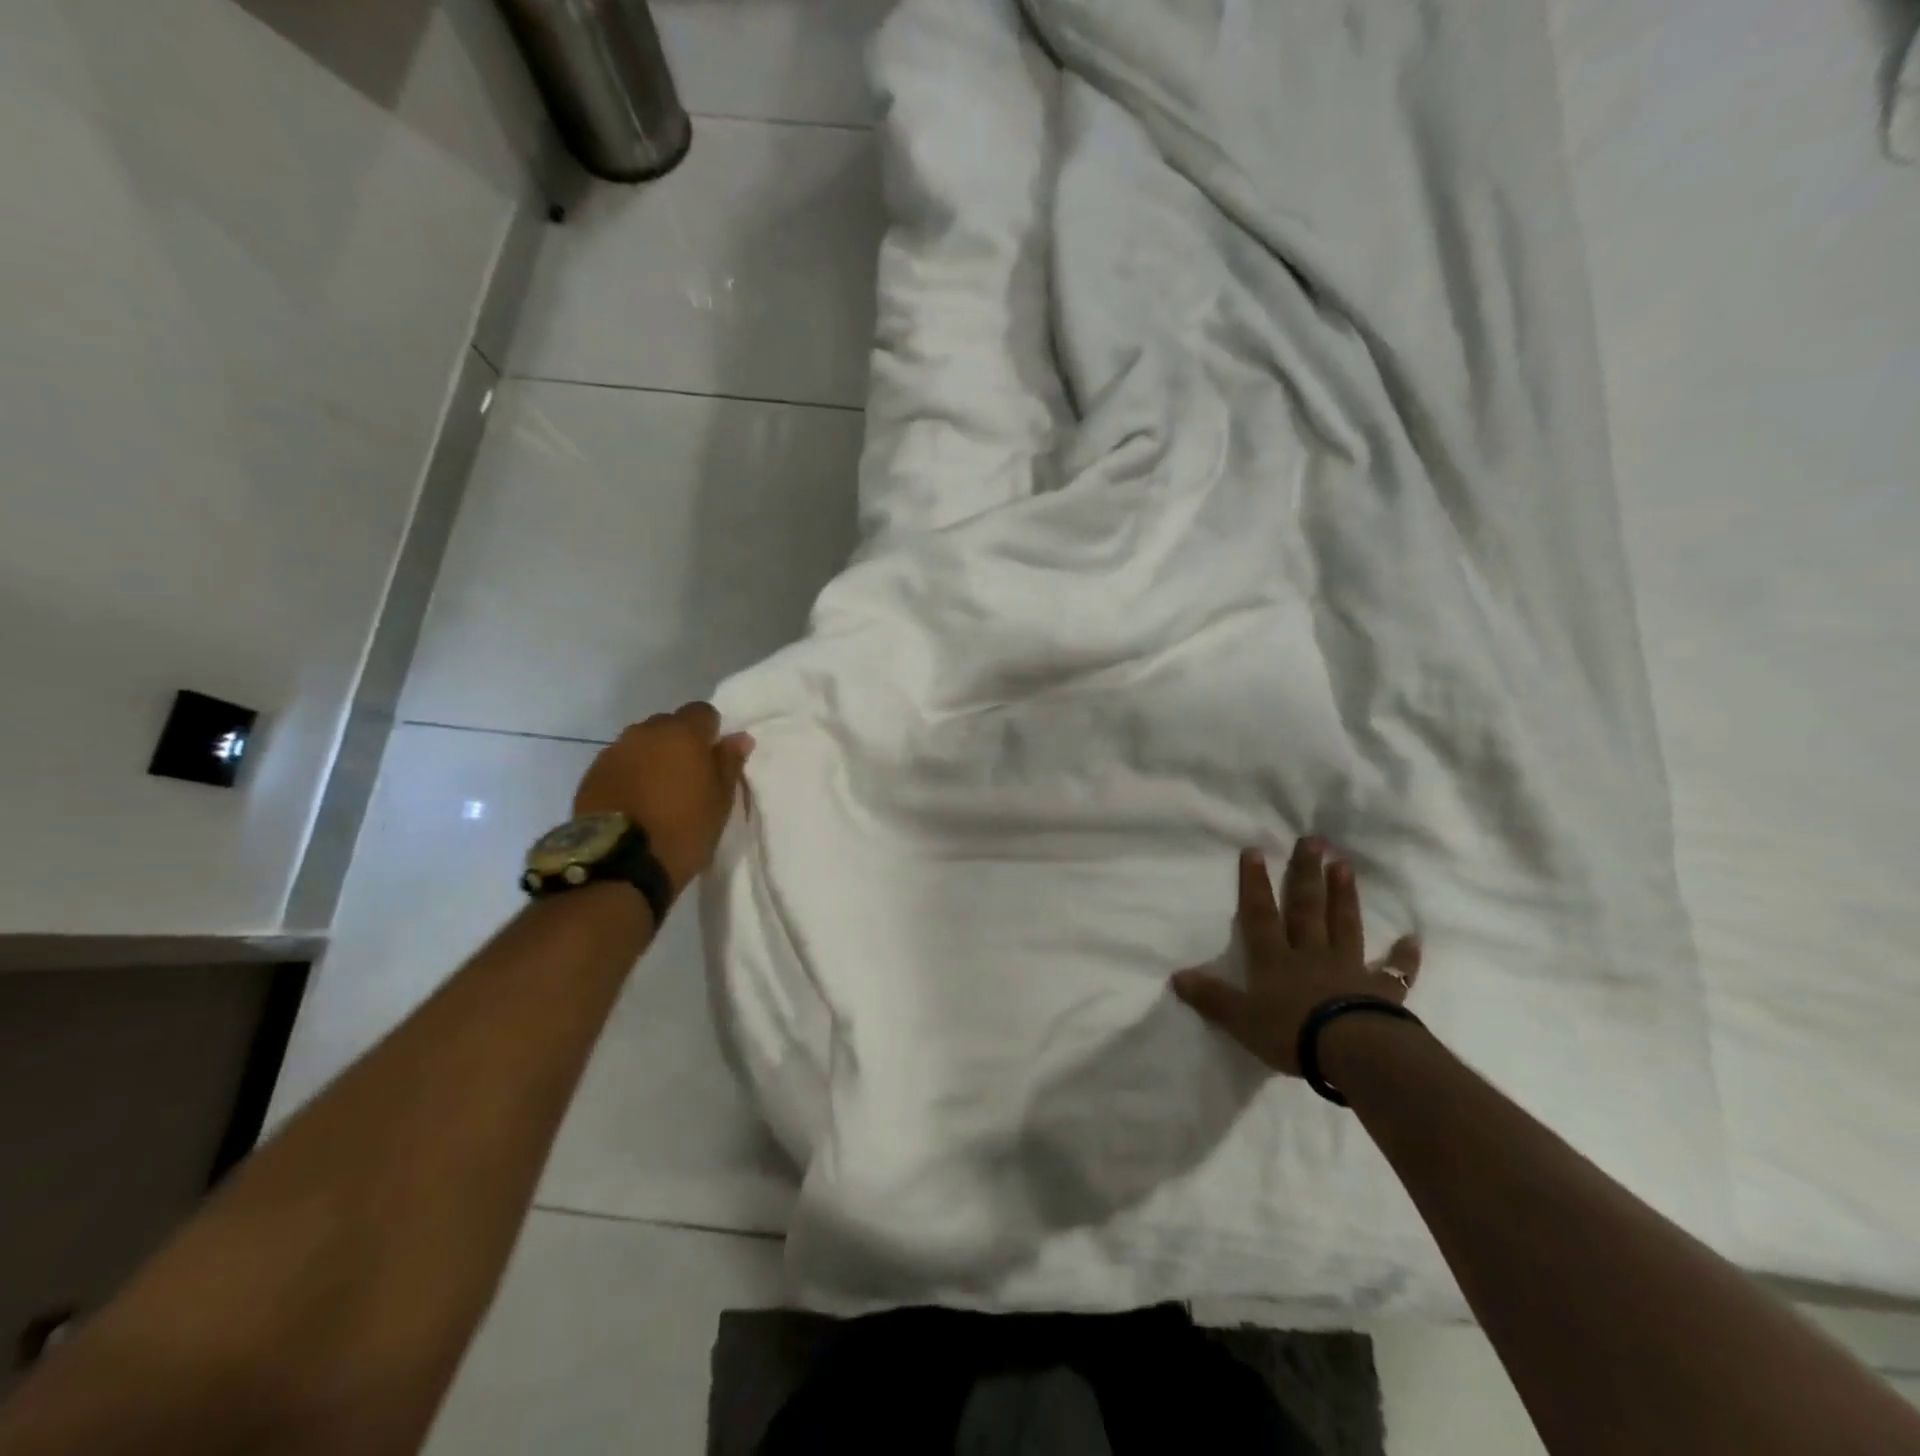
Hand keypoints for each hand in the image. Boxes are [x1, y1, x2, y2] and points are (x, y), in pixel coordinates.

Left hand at [574, 702, 753, 898]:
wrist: (620, 866)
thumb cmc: (683, 830)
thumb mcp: (720, 802)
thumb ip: (729, 763)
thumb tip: (739, 737)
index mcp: (682, 734)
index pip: (702, 712)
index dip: (710, 732)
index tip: (713, 758)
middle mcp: (644, 733)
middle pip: (668, 724)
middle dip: (678, 742)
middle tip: (687, 776)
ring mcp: (613, 752)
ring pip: (640, 743)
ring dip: (651, 758)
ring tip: (657, 792)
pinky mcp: (591, 775)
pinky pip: (618, 764)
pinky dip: (629, 775)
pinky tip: (634, 803)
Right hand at [1170, 839, 1420, 1074]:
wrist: (1351, 1052)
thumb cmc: (1290, 1033)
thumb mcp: (1240, 1019)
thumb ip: (1211, 998)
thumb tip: (1176, 977)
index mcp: (1275, 959)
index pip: (1261, 915)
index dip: (1255, 884)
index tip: (1255, 851)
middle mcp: (1310, 954)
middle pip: (1307, 908)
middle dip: (1306, 874)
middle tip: (1314, 841)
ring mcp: (1348, 969)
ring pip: (1344, 925)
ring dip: (1344, 896)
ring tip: (1345, 866)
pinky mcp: (1381, 992)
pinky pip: (1393, 971)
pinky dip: (1403, 956)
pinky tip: (1413, 940)